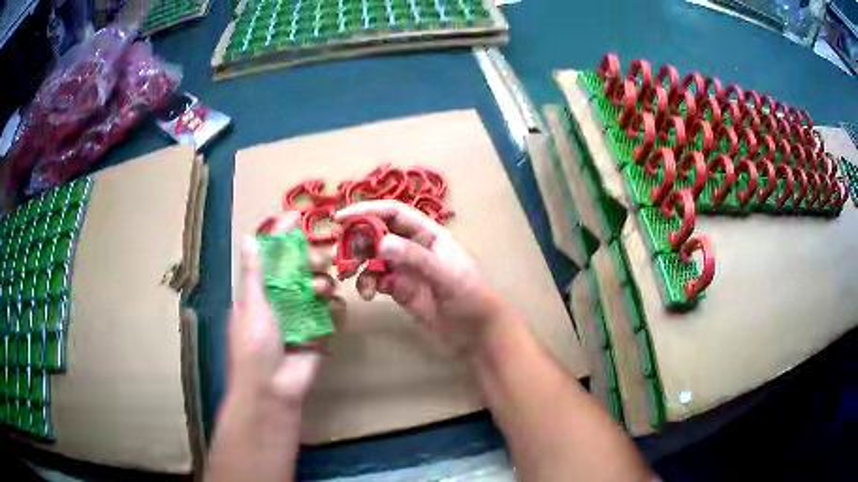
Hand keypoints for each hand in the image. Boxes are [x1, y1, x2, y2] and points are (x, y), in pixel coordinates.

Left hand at [228, 211, 341, 406]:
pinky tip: (330, 309)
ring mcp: (303, 315)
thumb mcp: (251, 306)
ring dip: (322, 283)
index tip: (296, 217)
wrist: (272, 389)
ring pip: (319, 287)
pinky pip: (332, 312)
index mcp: (262, 291)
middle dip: (310, 259)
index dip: (284, 237)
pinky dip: (334, 308)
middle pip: (301, 268)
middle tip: (318, 258)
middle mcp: (283, 299)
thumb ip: (254, 273)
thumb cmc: (253, 346)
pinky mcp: (321, 332)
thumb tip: (249, 237)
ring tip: (319, 291)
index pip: (274, 257)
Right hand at [336, 200, 505, 353]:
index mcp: (428, 234)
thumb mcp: (445, 274)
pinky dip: (366, 283)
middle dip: (358, 240)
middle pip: (378, 233)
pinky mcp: (399, 288)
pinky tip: (368, 294)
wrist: (476, 332)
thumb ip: (415, 258)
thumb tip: (381, 243)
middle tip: (342, 255)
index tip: (341, 218)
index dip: (367, 211)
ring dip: (359, 263)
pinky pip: (375, 279)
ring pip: (373, 256)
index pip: (394, 213)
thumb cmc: (469, 296)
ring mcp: (405, 268)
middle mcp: (413, 246)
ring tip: (350, 275)